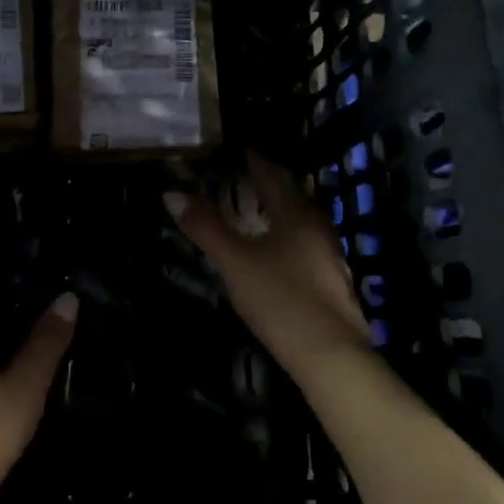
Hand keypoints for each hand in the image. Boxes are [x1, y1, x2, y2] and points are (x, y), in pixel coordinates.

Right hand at [165, 152, 371, 373]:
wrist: (329, 353)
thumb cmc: (279, 299)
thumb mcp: (234, 262)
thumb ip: (205, 227)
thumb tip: (171, 193)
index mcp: (296, 214)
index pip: (274, 175)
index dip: (256, 161)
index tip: (241, 150)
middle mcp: (317, 227)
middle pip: (293, 195)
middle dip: (271, 183)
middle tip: (246, 177)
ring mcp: (329, 254)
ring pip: (303, 221)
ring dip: (282, 211)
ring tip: (259, 211)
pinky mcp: (332, 280)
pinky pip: (308, 244)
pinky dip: (290, 236)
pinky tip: (278, 252)